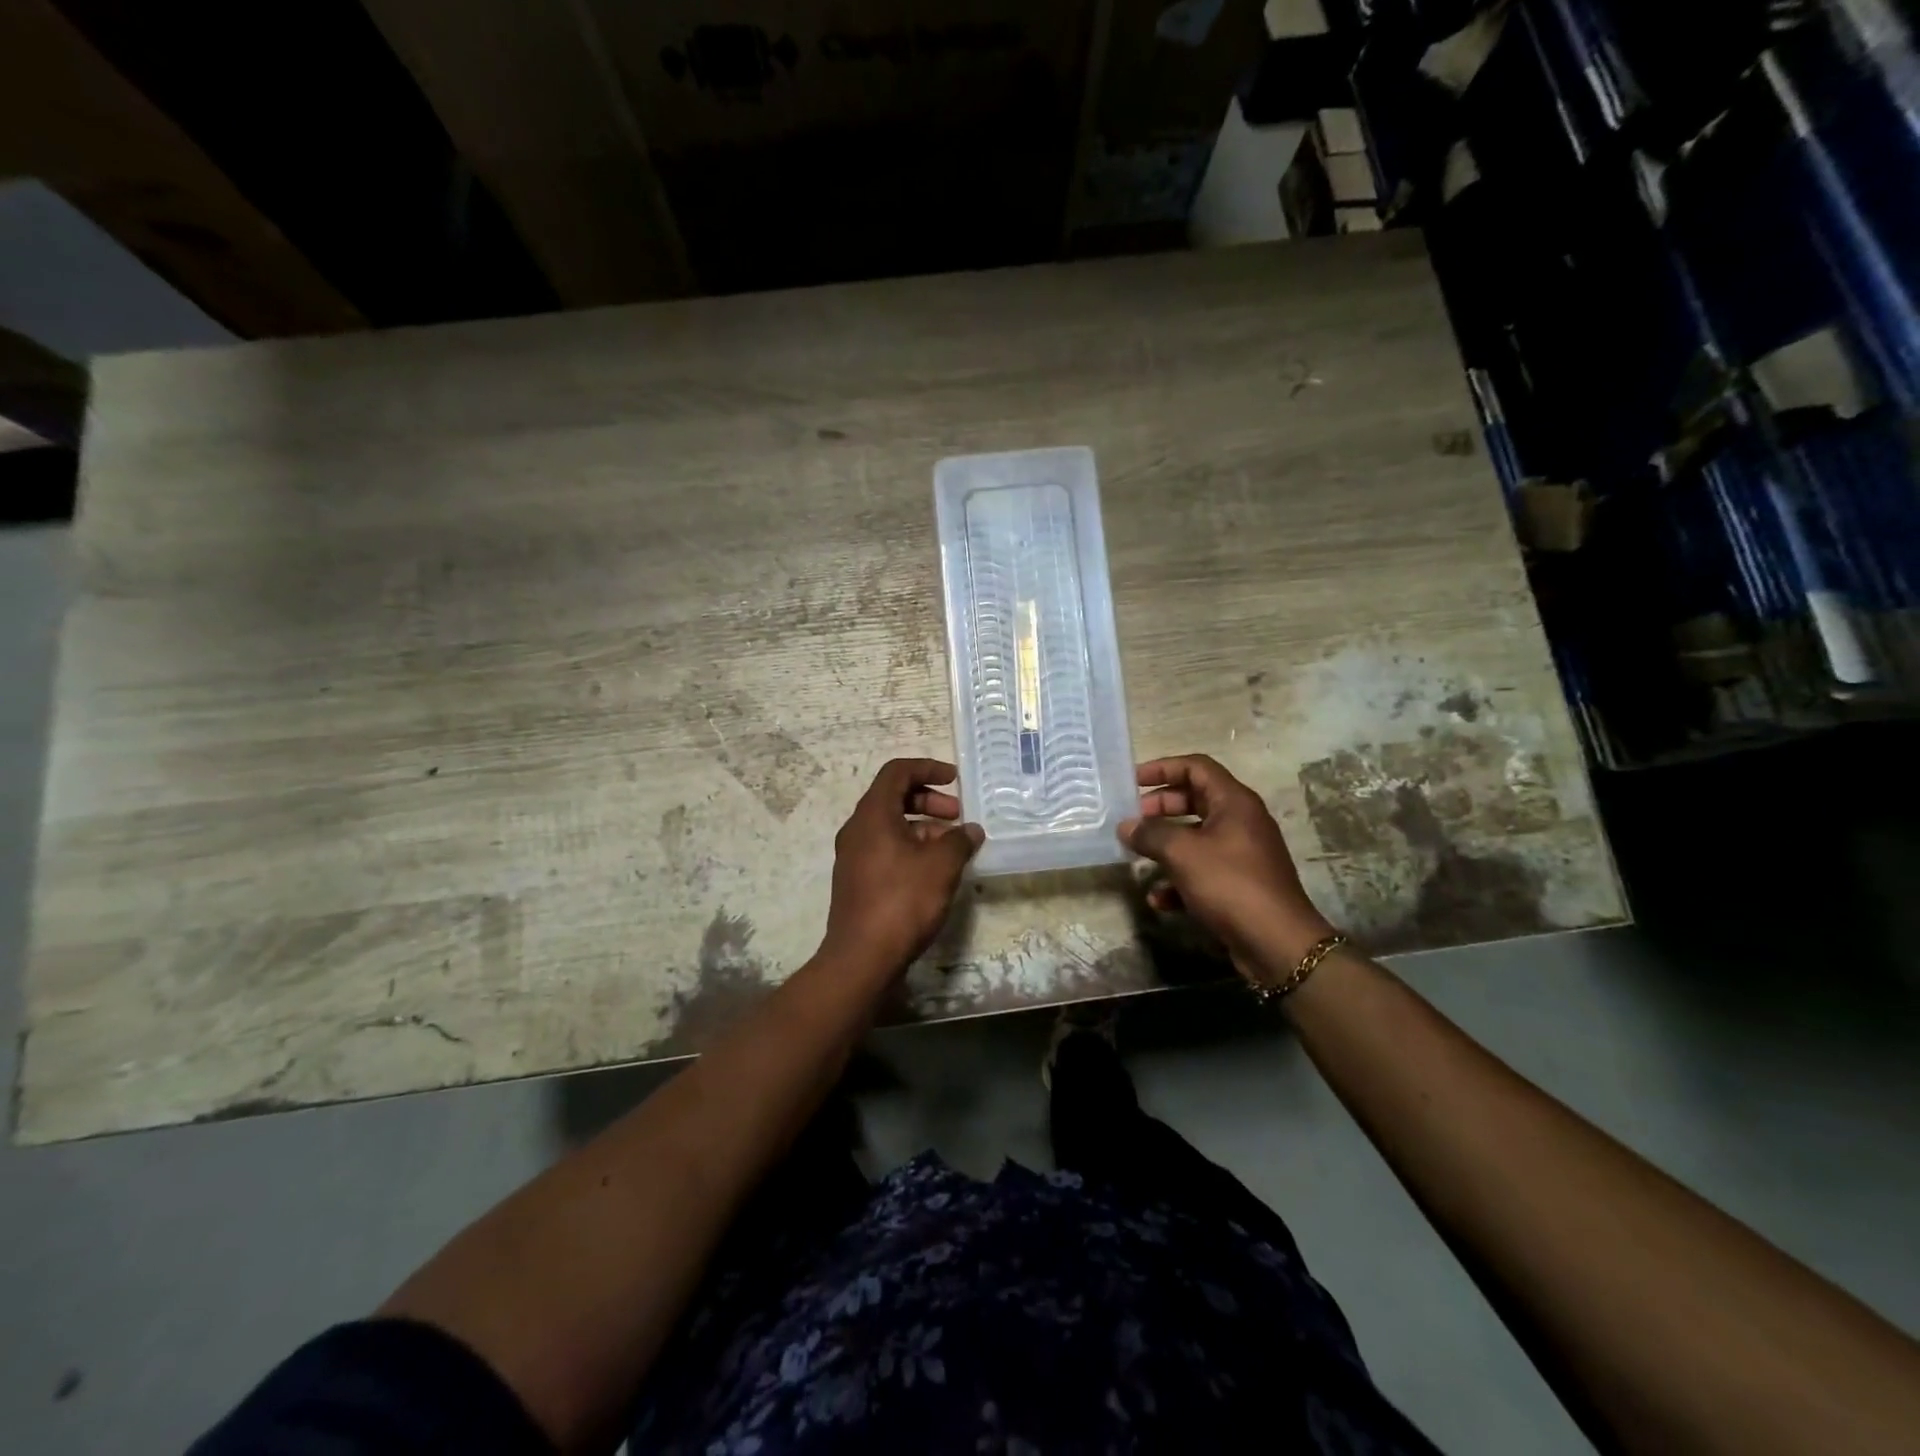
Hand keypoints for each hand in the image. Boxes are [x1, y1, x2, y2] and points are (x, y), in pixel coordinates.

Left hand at [820, 758, 983, 976]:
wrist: (862, 957)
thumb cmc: (902, 901)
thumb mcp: (941, 866)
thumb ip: (960, 841)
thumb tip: (971, 831)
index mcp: (872, 815)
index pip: (897, 772)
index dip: (928, 768)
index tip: (954, 779)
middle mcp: (857, 829)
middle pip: (893, 797)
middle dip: (928, 801)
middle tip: (957, 816)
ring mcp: (853, 856)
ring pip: (890, 826)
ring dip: (923, 827)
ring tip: (952, 847)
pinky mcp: (856, 880)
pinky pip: (885, 849)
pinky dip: (910, 848)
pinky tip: (934, 872)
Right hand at [1120, 755, 1334, 979]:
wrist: (1277, 943)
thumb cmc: (1230, 884)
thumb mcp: (1183, 853)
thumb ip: (1151, 834)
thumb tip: (1127, 826)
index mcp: (1234, 802)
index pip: (1196, 767)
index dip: (1163, 768)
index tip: (1133, 781)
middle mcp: (1241, 822)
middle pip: (1195, 799)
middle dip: (1160, 807)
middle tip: (1132, 818)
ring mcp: (1241, 854)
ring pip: (1196, 837)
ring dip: (1165, 844)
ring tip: (1137, 854)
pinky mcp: (1238, 885)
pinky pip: (1202, 871)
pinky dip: (1179, 879)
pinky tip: (1158, 898)